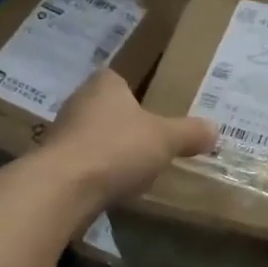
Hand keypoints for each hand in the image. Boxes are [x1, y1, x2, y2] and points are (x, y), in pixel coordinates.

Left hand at [42, 69, 214, 210]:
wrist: (62, 188)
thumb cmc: (117, 149)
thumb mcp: (165, 139)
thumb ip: (190, 132)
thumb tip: (215, 128)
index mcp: (104, 85)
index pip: (119, 78)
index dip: (136, 92)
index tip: (153, 110)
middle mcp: (78, 102)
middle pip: (106, 108)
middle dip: (125, 123)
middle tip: (151, 140)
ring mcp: (61, 133)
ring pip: (93, 136)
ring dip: (110, 150)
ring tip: (134, 167)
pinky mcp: (52, 164)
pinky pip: (83, 163)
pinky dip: (97, 172)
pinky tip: (112, 188)